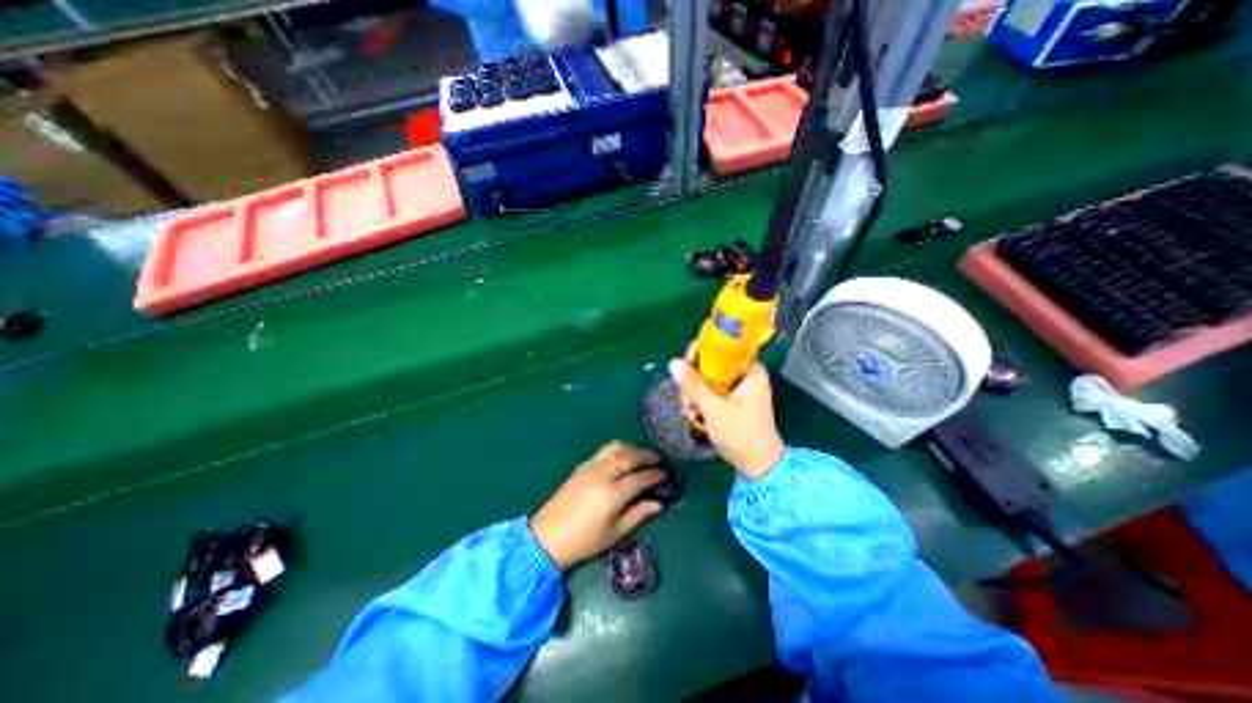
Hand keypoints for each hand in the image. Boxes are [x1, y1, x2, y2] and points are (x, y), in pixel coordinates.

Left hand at [527, 439, 663, 571]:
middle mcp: (603, 474)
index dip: (655, 475)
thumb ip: (638, 515)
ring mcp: (591, 467)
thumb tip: (658, 504)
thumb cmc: (584, 541)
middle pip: (630, 456)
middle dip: (647, 456)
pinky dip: (617, 450)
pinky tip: (621, 459)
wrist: (547, 537)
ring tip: (640, 456)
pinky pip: (604, 451)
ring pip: (616, 447)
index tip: (665, 474)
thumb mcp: (615, 533)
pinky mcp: (582, 466)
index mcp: (612, 494)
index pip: (640, 477)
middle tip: (657, 461)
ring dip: (632, 449)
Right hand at [665, 349, 780, 477]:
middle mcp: (744, 375)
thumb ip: (693, 385)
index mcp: (749, 369)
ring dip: (693, 395)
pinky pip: (709, 393)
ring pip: (706, 380)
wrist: (758, 466)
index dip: (698, 355)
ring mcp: (737, 389)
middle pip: (709, 365)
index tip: (684, 370)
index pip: (719, 348)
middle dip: (693, 382)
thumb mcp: (714, 408)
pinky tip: (693, 416)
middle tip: (686, 400)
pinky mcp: (731, 401)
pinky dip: (700, 402)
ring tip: (689, 413)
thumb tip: (673, 362)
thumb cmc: (741, 434)